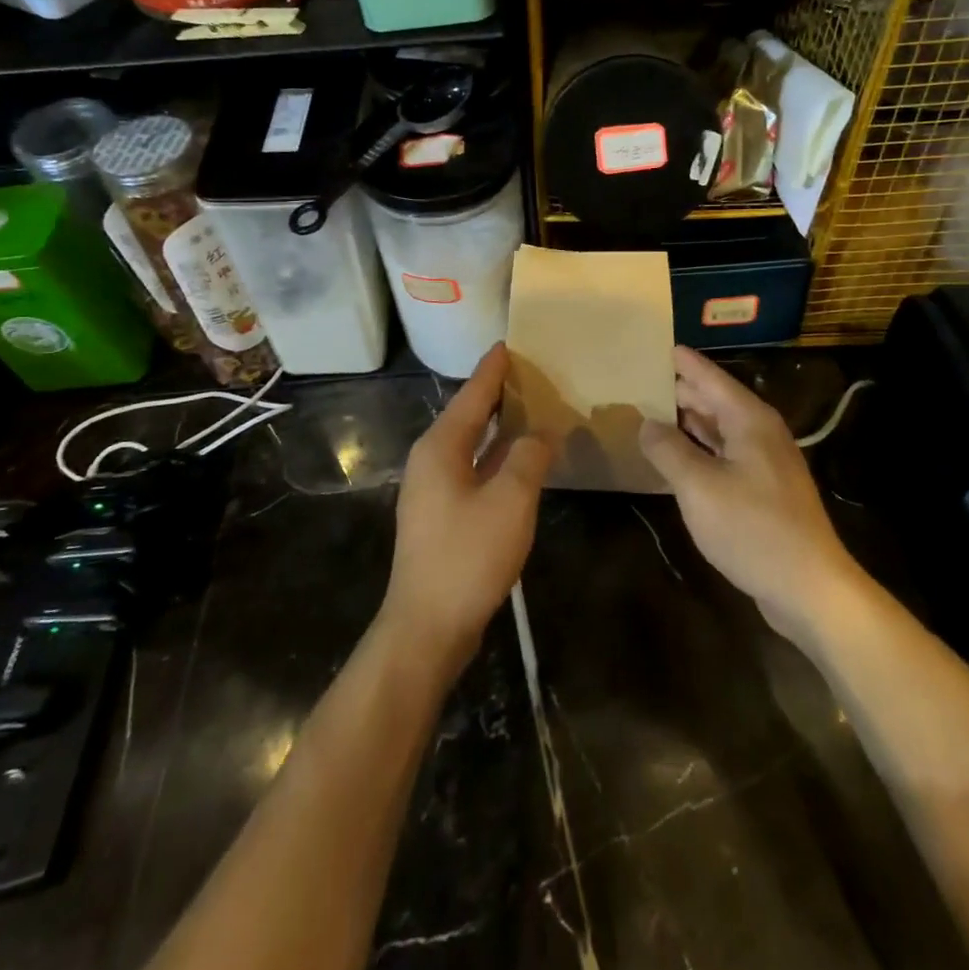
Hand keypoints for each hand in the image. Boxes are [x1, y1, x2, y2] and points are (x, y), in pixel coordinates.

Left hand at [380, 343, 552, 672]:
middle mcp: (431, 460)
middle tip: (531, 372)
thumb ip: (528, 457)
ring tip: (531, 408)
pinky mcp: (442, 516)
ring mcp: (434, 490)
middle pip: (468, 415)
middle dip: (497, 394)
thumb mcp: (510, 500)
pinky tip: (520, 460)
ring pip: (471, 444)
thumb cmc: (467, 556)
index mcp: (440, 447)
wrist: (427, 626)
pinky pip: (474, 469)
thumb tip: (541, 432)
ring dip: (499, 427)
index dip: (493, 369)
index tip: (510, 343)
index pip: (472, 394)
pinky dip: (497, 456)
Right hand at [638, 347, 861, 635]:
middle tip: (642, 379)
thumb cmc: (752, 528)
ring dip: (689, 420)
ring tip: (652, 410)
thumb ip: (668, 450)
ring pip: (720, 428)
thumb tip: (647, 423)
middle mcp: (760, 432)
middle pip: (716, 400)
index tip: (657, 346)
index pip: (710, 377)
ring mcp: (765, 462)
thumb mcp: (699, 487)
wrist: (809, 586)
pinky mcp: (764, 490)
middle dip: (681, 389)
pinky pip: (725, 454)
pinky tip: (678, 455)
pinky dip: (700, 448)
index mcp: (749, 420)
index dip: (683, 362)